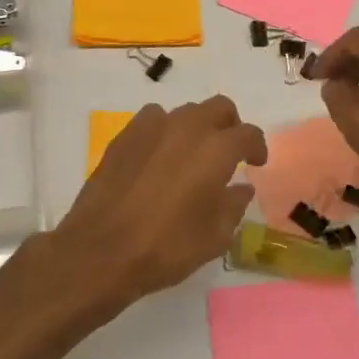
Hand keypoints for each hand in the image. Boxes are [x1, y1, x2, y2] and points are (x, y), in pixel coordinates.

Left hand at [36, 95, 266, 314]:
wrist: (100, 250)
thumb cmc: (166, 247)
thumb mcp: (214, 237)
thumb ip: (233, 206)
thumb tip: (241, 188)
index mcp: (216, 150)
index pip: (248, 134)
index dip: (257, 147)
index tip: (256, 164)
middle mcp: (187, 128)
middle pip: (219, 107)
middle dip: (230, 125)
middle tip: (229, 152)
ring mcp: (152, 127)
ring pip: (185, 112)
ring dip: (196, 127)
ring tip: (192, 154)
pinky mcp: (124, 135)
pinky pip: (153, 120)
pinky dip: (164, 131)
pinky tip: (159, 156)